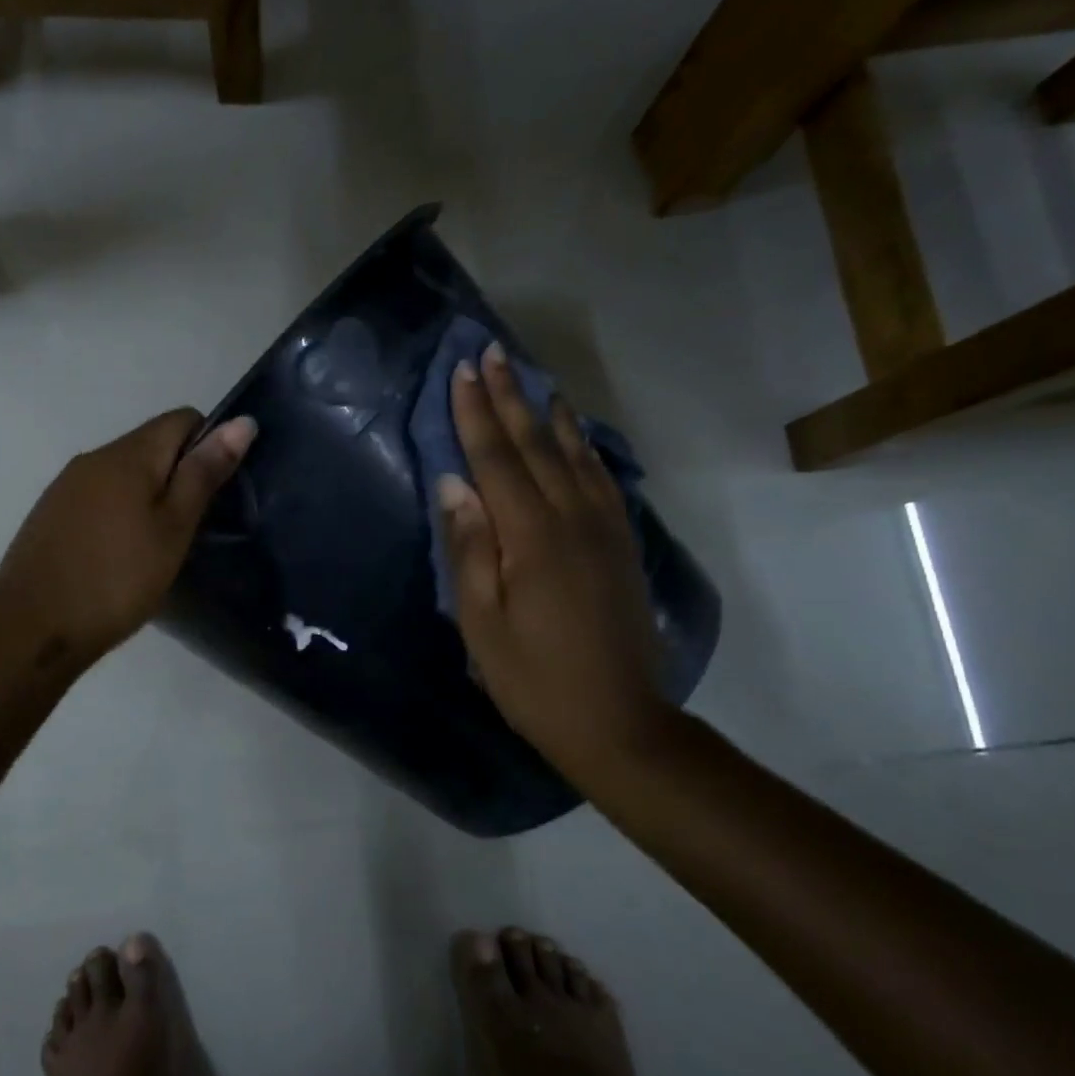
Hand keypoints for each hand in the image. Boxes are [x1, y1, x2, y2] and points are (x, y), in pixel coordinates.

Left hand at [0, 408, 256, 673]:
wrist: (31, 629)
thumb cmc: (116, 579)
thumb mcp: (173, 529)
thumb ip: (204, 474)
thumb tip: (241, 421)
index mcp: (127, 454)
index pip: (182, 419)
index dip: (210, 445)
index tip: (217, 493)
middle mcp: (93, 457)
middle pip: (152, 444)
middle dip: (180, 474)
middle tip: (194, 527)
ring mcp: (66, 485)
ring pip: (124, 473)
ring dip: (150, 496)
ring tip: (160, 546)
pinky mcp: (50, 514)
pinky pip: (99, 496)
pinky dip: (121, 513)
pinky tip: (121, 555)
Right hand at [437, 342, 667, 768]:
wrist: (619, 723)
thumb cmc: (533, 679)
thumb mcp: (482, 623)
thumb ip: (470, 548)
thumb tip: (453, 483)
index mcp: (532, 537)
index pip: (496, 459)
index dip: (476, 413)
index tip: (462, 371)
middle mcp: (573, 519)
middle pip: (535, 445)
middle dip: (511, 397)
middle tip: (492, 352)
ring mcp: (604, 529)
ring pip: (573, 454)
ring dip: (548, 413)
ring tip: (533, 378)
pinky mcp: (621, 545)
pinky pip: (601, 479)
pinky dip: (583, 448)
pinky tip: (574, 435)